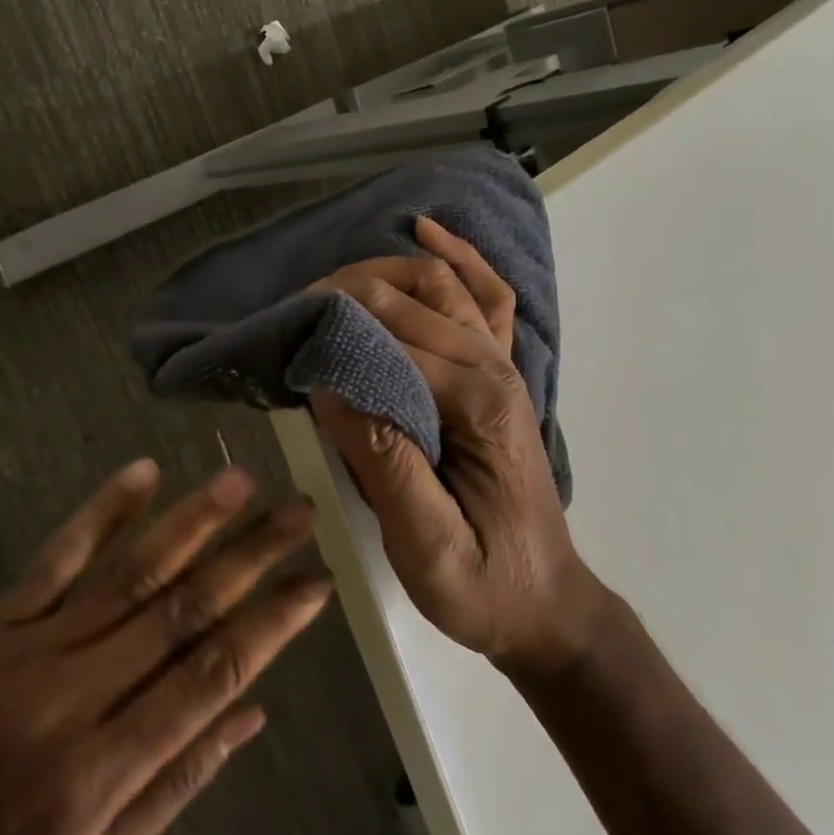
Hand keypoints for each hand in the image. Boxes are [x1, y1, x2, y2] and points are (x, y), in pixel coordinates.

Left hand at [0, 462, 329, 834]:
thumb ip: (177, 785)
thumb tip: (253, 714)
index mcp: (106, 768)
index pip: (211, 675)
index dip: (272, 624)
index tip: (317, 582)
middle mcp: (78, 694)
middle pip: (183, 610)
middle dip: (251, 556)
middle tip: (301, 511)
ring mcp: (35, 645)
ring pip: (131, 572)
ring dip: (191, 522)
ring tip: (242, 482)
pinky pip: (59, 555)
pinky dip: (104, 510)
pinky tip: (143, 473)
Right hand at [311, 218, 607, 678]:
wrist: (545, 603)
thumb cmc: (482, 585)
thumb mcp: (427, 550)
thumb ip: (384, 466)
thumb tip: (331, 388)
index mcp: (478, 406)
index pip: (395, 340)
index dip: (337, 330)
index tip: (288, 338)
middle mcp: (494, 369)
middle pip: (414, 299)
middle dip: (349, 292)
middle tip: (294, 310)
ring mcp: (503, 365)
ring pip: (444, 284)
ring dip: (387, 269)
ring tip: (333, 280)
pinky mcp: (500, 371)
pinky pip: (486, 297)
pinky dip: (458, 258)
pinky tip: (427, 231)